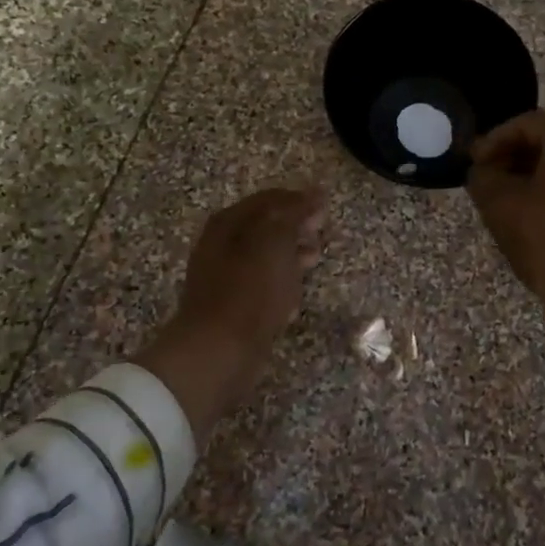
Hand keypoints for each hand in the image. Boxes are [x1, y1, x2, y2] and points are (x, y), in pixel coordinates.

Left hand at [134, 187, 326, 437]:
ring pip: (264, 258)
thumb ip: (295, 216)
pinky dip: (281, 286)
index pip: (269, 199)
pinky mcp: (232, 308)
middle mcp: (222, 246)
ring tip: (316, 259)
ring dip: (291, 256)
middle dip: (295, 226)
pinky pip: (261, 288)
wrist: (218, 350)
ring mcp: (225, 279)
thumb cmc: (249, 290)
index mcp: (229, 223)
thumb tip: (314, 196)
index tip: (326, 205)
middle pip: (264, 227)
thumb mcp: (276, 242)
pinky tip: (296, 297)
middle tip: (323, 231)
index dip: (298, 199)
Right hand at [465, 111, 544, 360]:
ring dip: (537, 173)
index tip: (474, 162)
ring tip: (510, 196)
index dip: (495, 139)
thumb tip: (483, 171)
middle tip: (489, 176)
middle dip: (517, 155)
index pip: (529, 123)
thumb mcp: (500, 203)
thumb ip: (483, 176)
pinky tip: (537, 211)